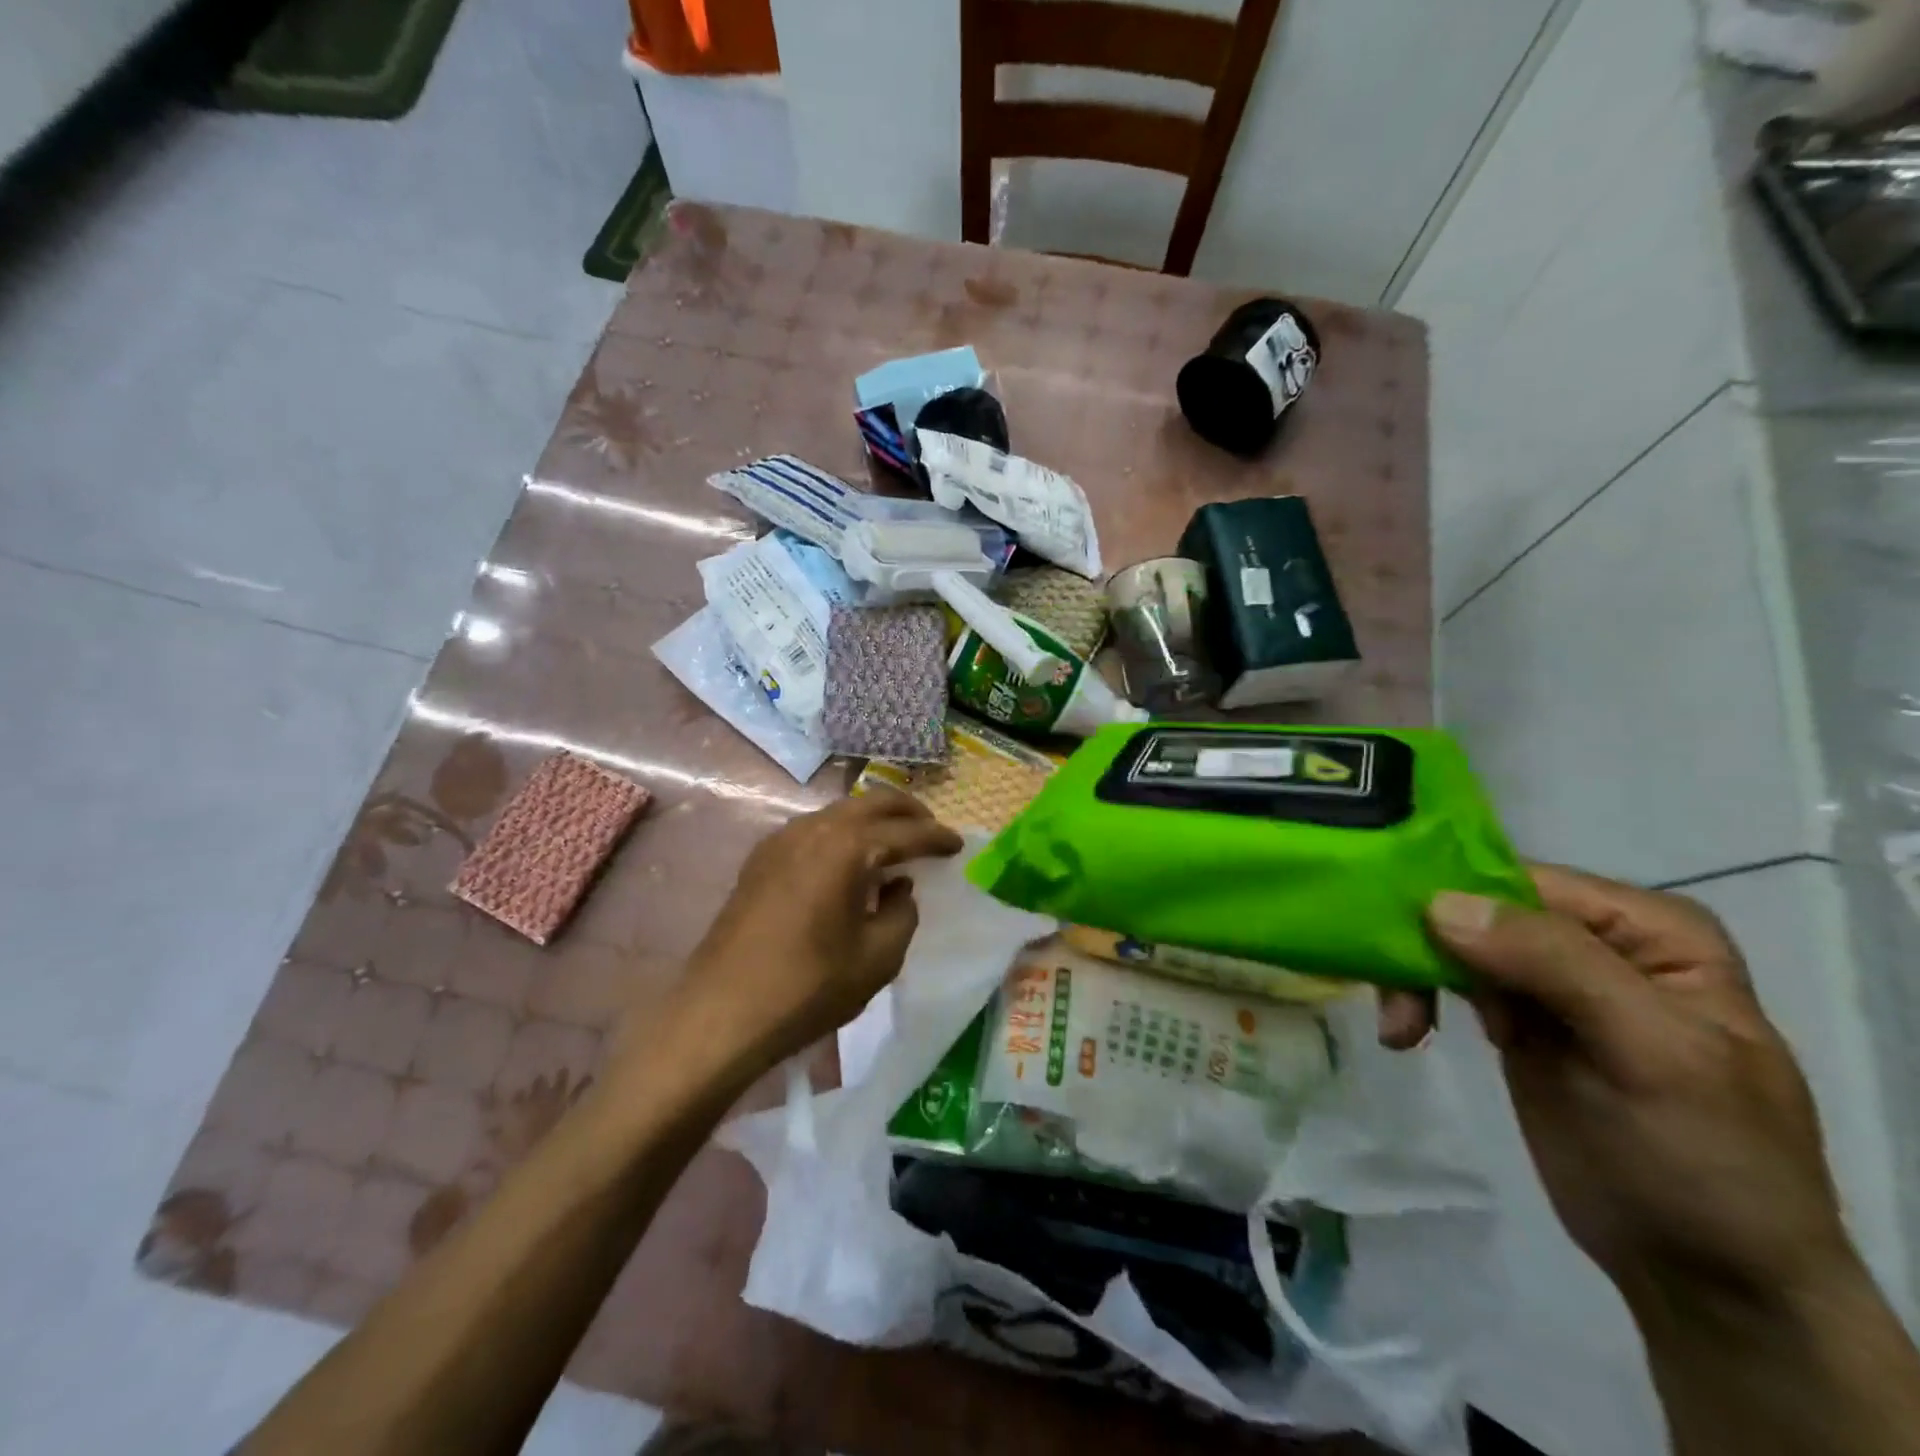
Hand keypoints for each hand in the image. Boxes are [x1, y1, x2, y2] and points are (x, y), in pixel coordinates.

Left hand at [674, 791, 963, 1068]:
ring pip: (839, 812)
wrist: (722, 1012)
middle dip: (907, 812)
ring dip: (872, 821)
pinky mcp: (760, 859)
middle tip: (931, 830)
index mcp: (847, 847)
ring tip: (894, 844)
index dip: (937, 838)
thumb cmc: (809, 987)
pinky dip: (841, 834)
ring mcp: (781, 840)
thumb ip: (902, 913)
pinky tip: (848, 861)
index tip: (958, 845)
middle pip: (871, 804)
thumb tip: (899, 889)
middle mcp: (813, 829)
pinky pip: (813, 830)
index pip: (905, 832)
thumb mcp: (877, 957)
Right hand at [1425, 864, 1854, 1308]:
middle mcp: (1597, 940)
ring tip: (1398, 1027)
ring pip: (1452, 941)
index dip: (1455, 899)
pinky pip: (1449, 980)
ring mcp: (1553, 979)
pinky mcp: (1517, 1017)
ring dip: (1412, 976)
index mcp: (1648, 928)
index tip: (1398, 937)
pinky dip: (1417, 998)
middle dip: (1424, 944)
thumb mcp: (1651, 1054)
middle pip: (1478, 908)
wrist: (1711, 1278)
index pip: (1525, 882)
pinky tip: (1404, 1033)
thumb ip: (1556, 964)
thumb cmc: (1706, 1160)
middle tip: (1391, 997)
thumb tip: (1439, 903)